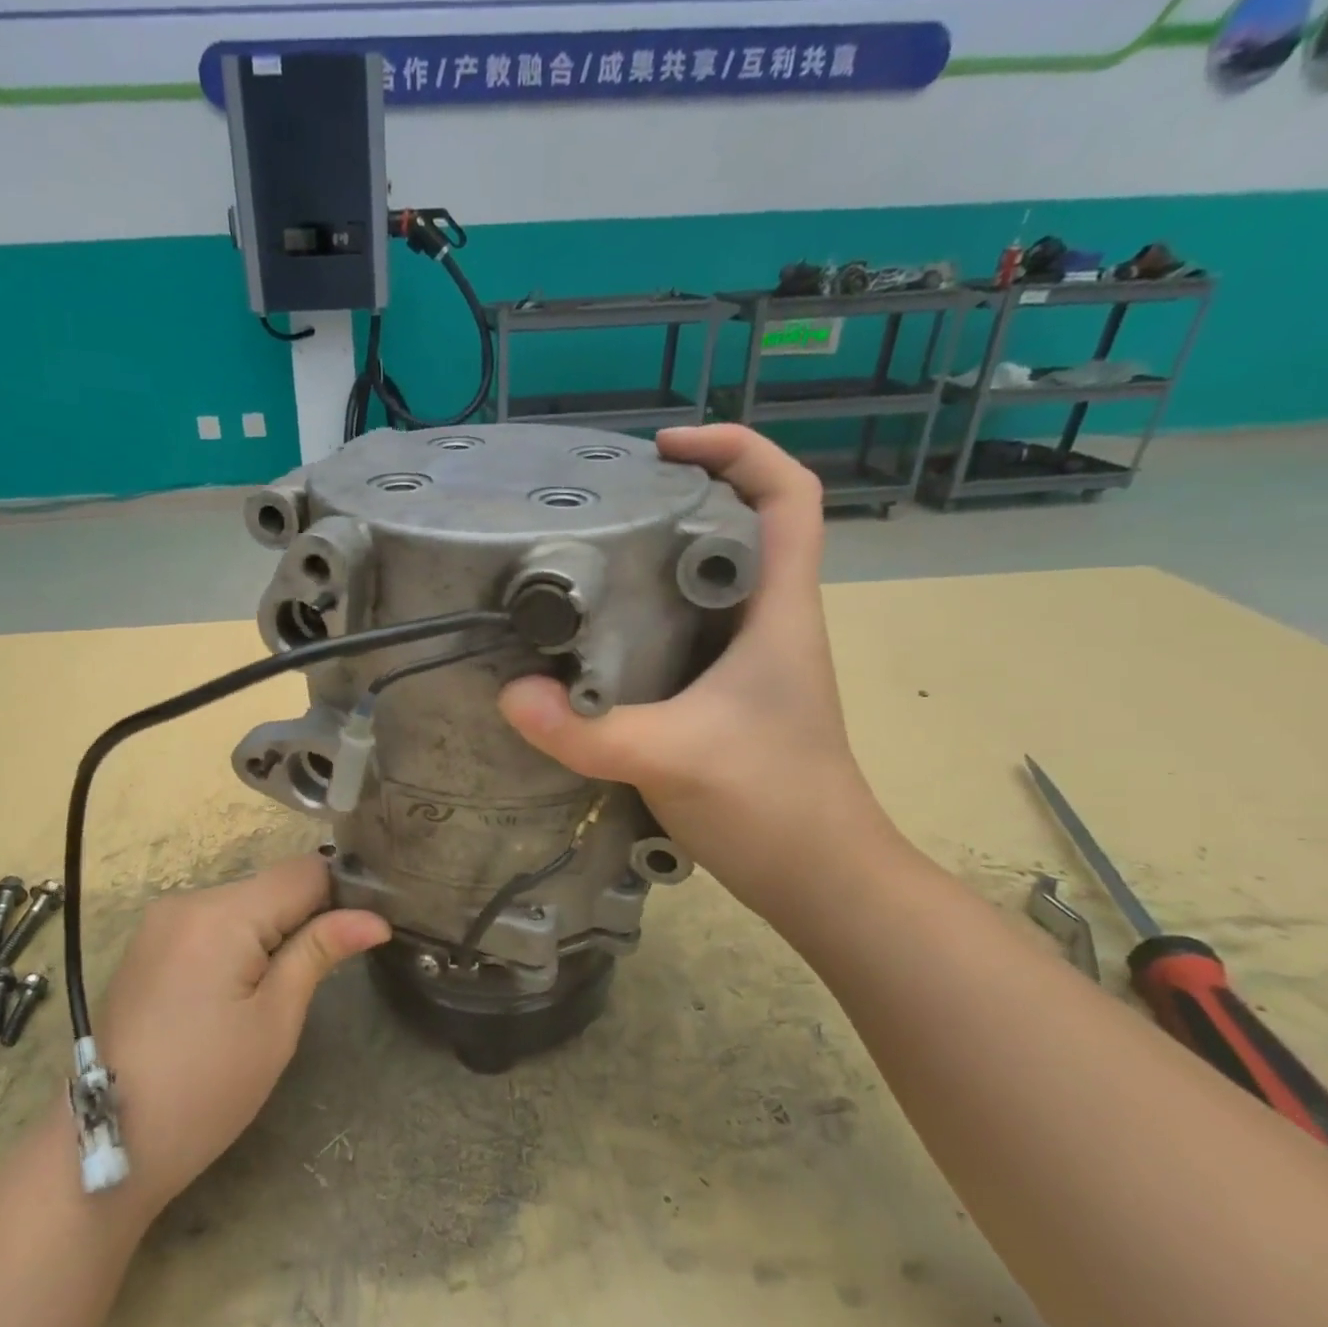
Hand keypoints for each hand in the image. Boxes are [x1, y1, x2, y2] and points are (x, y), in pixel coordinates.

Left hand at [94, 854, 390, 1223]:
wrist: (110, 1145)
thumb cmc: (206, 1090)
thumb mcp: (275, 1021)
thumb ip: (320, 951)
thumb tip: (376, 918)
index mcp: (220, 914)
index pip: (303, 872)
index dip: (342, 895)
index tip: (361, 932)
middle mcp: (187, 900)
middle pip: (271, 886)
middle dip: (304, 918)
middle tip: (321, 974)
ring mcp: (161, 920)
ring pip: (243, 903)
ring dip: (271, 931)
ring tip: (276, 990)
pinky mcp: (149, 942)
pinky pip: (212, 922)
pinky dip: (238, 941)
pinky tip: (236, 990)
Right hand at [498, 424, 892, 916]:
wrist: (819, 879)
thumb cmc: (771, 805)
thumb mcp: (673, 759)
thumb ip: (588, 731)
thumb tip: (509, 695)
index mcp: (778, 610)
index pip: (787, 496)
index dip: (737, 449)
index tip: (663, 446)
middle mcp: (767, 621)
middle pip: (739, 526)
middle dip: (679, 497)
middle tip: (600, 504)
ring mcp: (745, 660)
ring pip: (706, 580)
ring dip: (655, 558)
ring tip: (583, 558)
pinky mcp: (721, 695)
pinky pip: (682, 631)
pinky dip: (642, 617)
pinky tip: (591, 636)